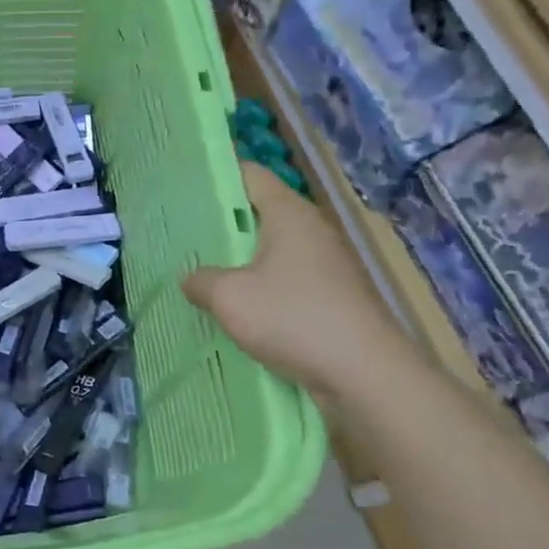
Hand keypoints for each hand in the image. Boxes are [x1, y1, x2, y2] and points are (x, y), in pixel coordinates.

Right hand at [183, 164, 413, 403]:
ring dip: (240, 262)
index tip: (183, 188)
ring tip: (202, 274)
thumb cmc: (294, 319)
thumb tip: (190, 277)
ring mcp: (327, 265)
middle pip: (259, 213)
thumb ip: (201, 280)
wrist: (366, 374)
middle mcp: (311, 230)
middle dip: (222, 224)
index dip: (216, 176)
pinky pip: (286, 282)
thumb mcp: (230, 298)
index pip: (250, 174)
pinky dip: (261, 289)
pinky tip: (237, 310)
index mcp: (289, 213)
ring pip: (272, 251)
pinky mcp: (333, 298)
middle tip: (182, 236)